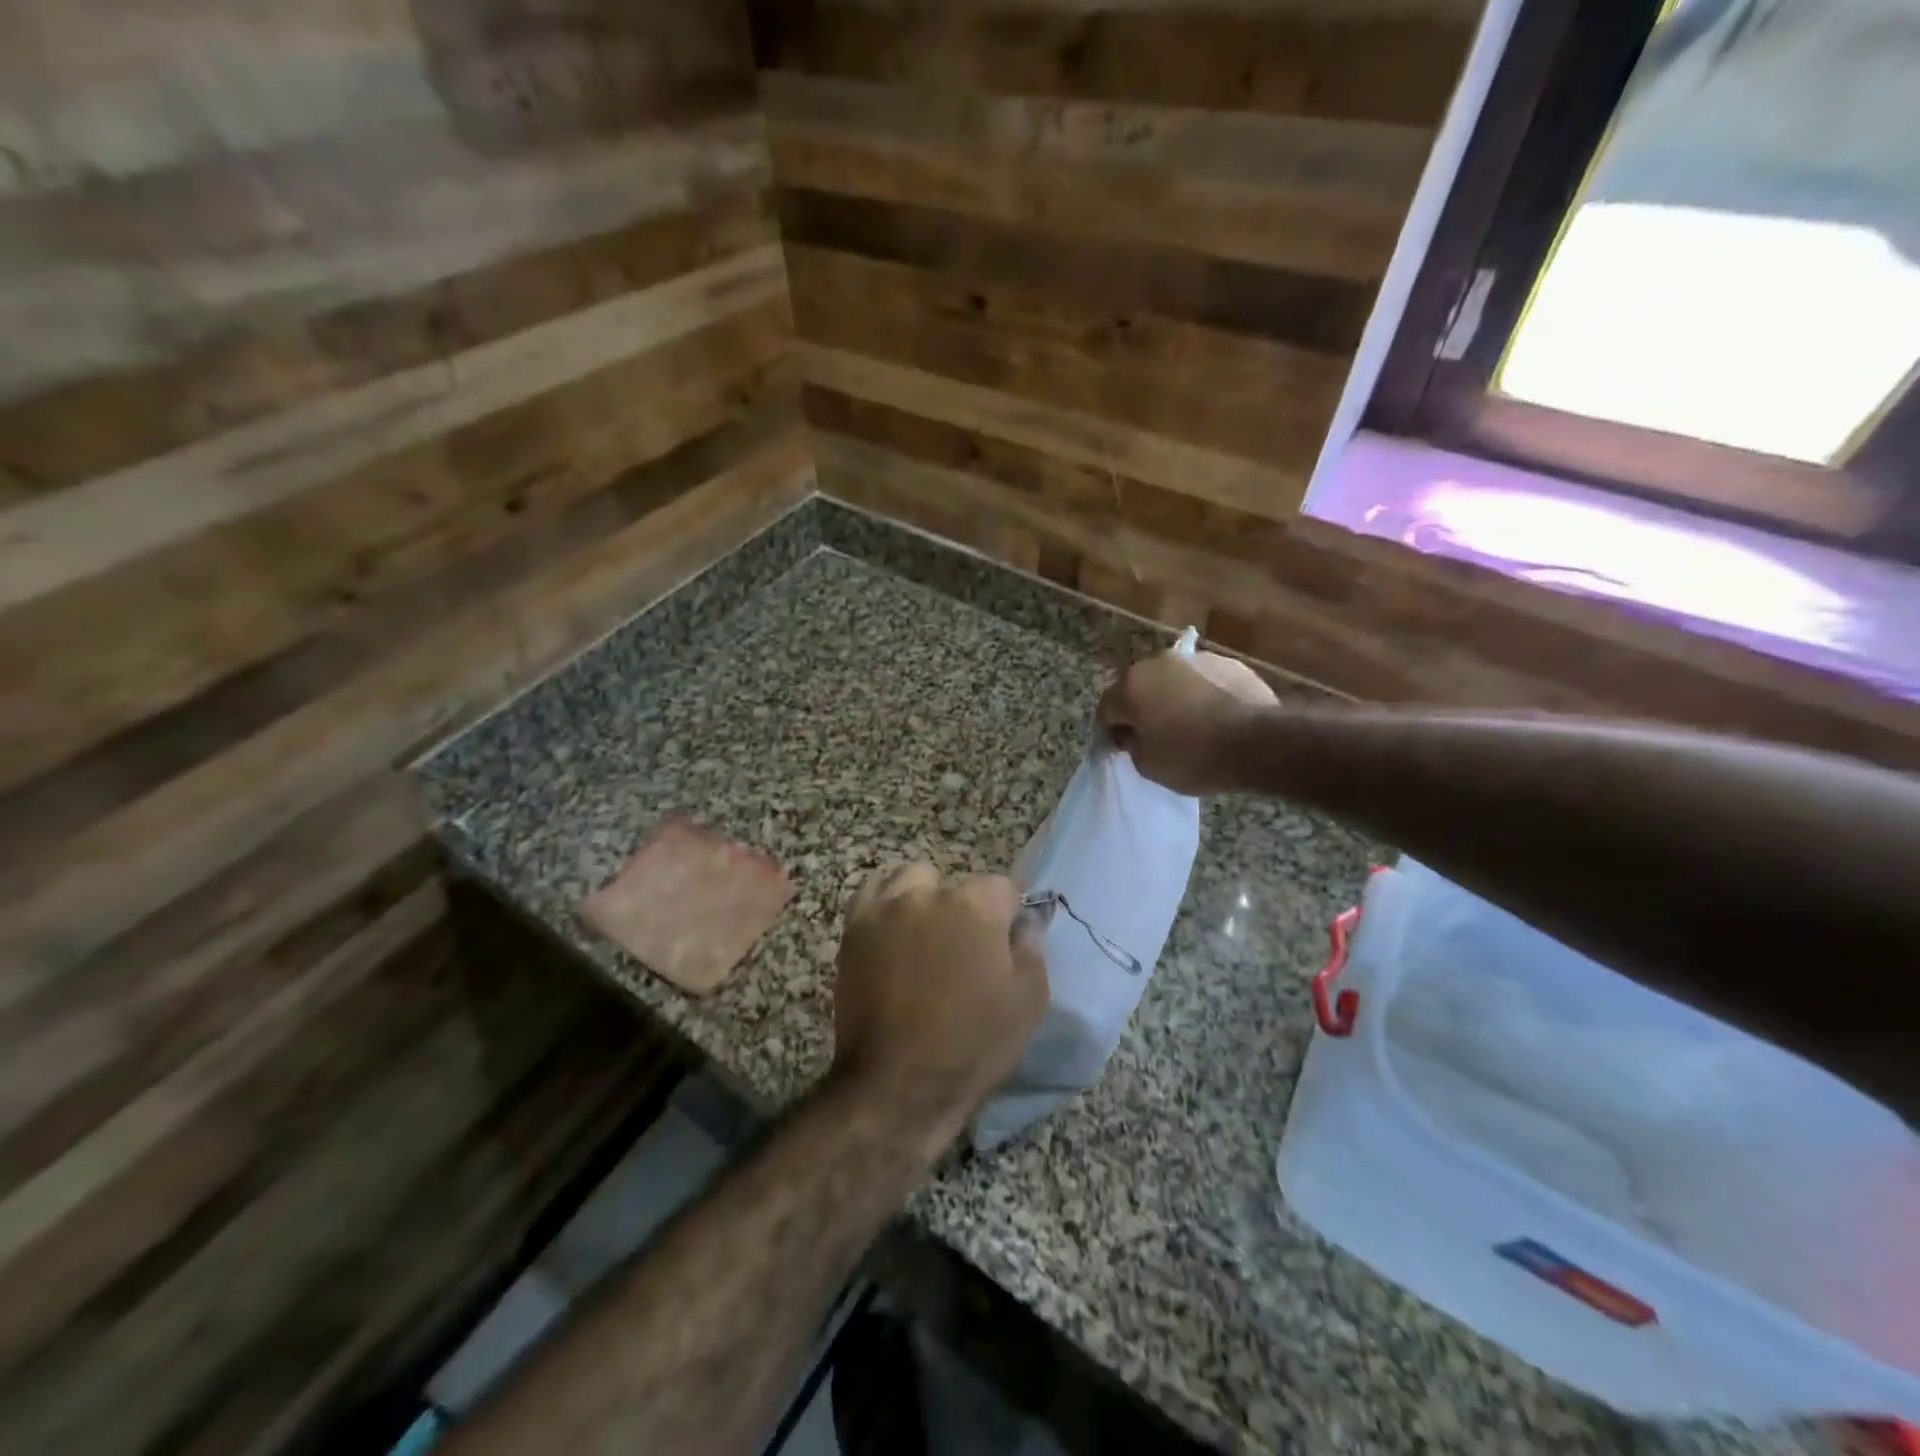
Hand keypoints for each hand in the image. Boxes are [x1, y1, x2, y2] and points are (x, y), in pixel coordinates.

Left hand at [832, 864, 1046, 1144]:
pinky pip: (872, 896)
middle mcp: (928, 895)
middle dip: (963, 908)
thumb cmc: (972, 1044)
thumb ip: (1031, 948)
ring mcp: (886, 909)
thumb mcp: (1029, 1001)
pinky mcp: (855, 929)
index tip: (1004, 945)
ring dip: (922, 899)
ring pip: (911, 880)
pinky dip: (885, 906)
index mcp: (975, 906)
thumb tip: (1024, 922)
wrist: (898, 1083)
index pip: (1002, 887)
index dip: (1007, 916)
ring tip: (924, 938)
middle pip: (954, 884)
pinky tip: (893, 933)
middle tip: (962, 950)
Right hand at [1097, 649, 1278, 794]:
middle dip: (1142, 708)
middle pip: (1139, 688)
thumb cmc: (1192, 757)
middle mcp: (1158, 663)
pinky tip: (1216, 717)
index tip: (1123, 749)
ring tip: (1190, 725)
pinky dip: (1204, 695)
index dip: (1111, 731)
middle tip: (1154, 735)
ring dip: (1173, 698)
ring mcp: (1196, 659)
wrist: (1257, 744)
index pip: (1107, 709)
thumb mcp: (1147, 766)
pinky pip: (1205, 681)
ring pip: (1174, 680)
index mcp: (1131, 686)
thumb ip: (1131, 745)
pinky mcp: (1229, 664)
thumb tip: (1132, 733)